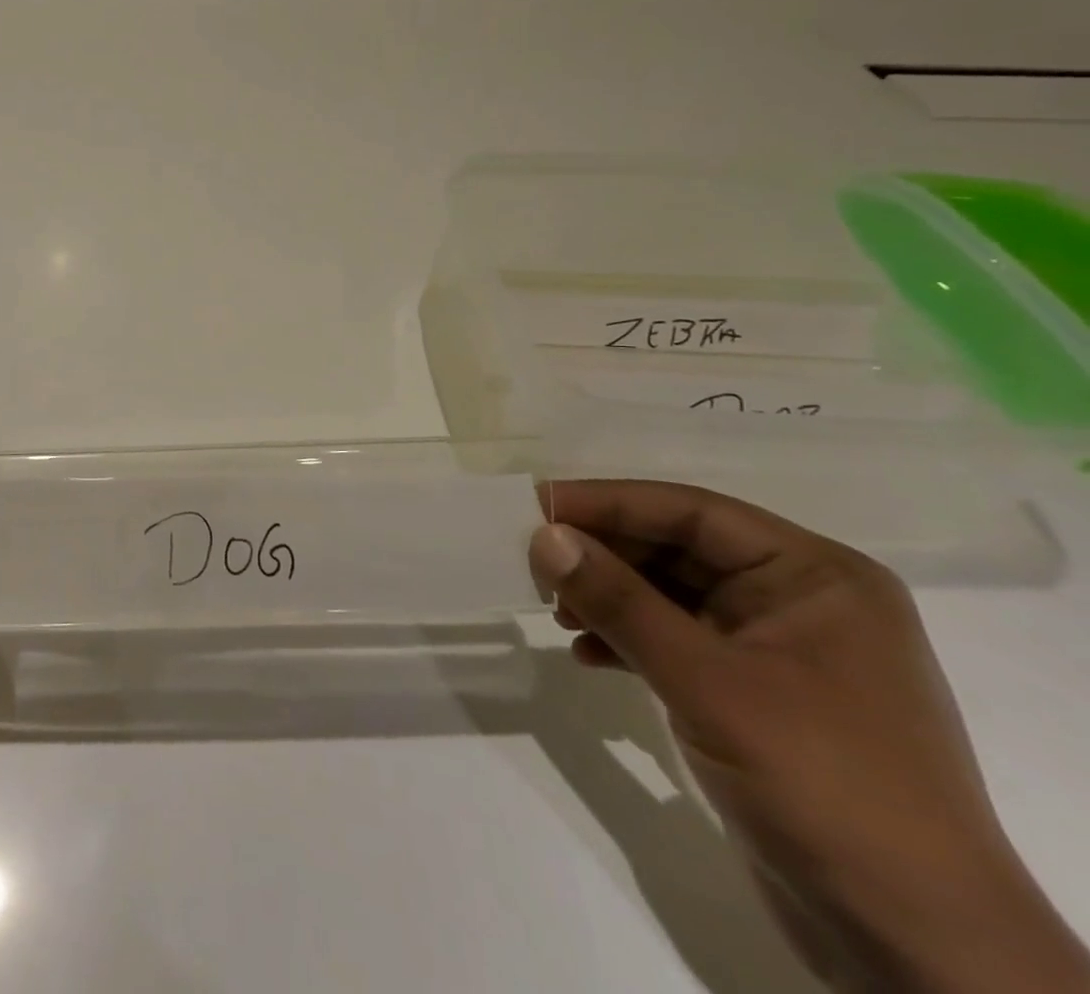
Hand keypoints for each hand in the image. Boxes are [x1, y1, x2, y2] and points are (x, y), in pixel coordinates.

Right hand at [530, 480, 1088, 993]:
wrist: (914, 946)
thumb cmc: (823, 784)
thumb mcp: (708, 682)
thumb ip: (620, 602)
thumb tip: (544, 536)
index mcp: (815, 577)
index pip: (692, 513)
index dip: (609, 502)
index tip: (534, 504)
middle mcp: (800, 601)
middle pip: (678, 549)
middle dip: (604, 555)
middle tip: (533, 561)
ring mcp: (778, 651)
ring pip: (670, 595)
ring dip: (608, 598)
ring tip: (554, 612)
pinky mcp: (755, 697)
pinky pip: (675, 642)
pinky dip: (626, 641)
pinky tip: (585, 655)